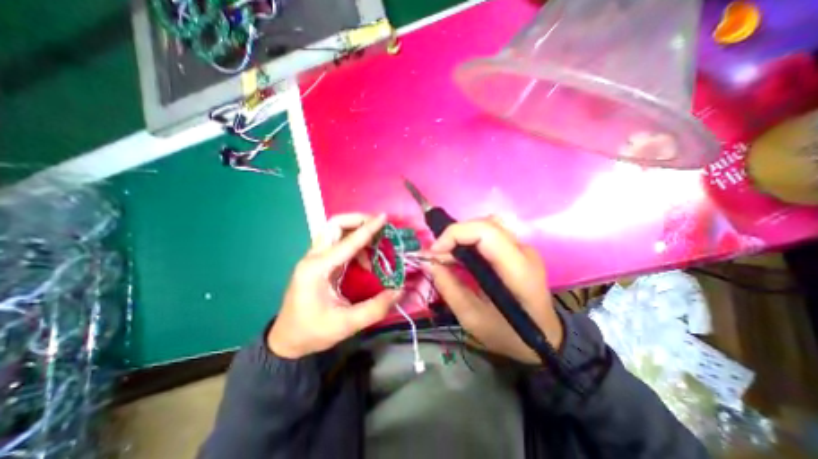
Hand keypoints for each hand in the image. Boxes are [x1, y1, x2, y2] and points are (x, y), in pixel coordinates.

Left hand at [268, 214, 400, 359]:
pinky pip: (337, 243)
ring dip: (356, 231)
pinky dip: (354, 244)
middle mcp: (313, 258)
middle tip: (377, 225)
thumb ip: (375, 308)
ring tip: (375, 244)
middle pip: (334, 225)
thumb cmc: (313, 332)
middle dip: (357, 220)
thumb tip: (399, 290)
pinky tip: (364, 259)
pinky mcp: (319, 263)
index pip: (347, 242)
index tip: (384, 217)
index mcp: (317, 269)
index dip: (368, 229)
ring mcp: (314, 259)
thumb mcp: (346, 324)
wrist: (287, 341)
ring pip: (334, 231)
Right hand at [428, 219, 562, 365]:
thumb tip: (428, 262)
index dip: (455, 234)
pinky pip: (489, 234)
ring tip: (446, 256)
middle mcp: (524, 251)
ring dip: (461, 236)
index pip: (485, 231)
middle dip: (454, 235)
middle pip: (484, 224)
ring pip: (486, 225)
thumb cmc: (509, 335)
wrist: (545, 340)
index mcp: (518, 270)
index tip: (434, 253)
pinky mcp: (518, 250)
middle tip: (437, 256)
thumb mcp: (472, 319)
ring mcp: (523, 248)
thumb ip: (448, 287)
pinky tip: (460, 257)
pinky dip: (469, 240)